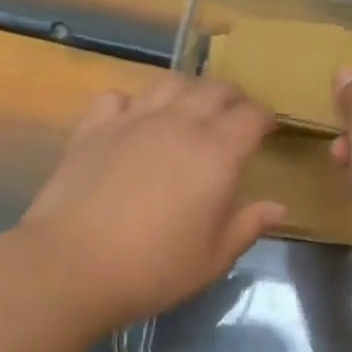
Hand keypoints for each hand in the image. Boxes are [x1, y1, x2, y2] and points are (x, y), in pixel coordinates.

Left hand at [18, 76, 285, 327]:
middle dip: (232, 98)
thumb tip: (278, 207)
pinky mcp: (93, 127)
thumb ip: (248, 226)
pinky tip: (133, 121)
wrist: (73, 265)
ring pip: (168, 83)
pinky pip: (119, 97)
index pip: (251, 116)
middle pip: (214, 89)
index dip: (264, 119)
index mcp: (217, 153)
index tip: (267, 130)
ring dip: (187, 91)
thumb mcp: (213, 258)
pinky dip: (133, 103)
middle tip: (234, 117)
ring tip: (189, 110)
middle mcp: (178, 123)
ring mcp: (132, 120)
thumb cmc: (154, 268)